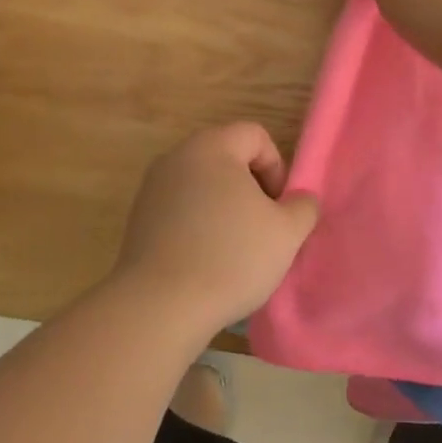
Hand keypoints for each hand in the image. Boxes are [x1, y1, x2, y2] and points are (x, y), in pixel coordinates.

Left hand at [109, 124, 320, 334]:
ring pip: (202, 185)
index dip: (276, 167)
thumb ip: (303, 206)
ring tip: (235, 248)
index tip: (278, 208)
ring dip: (224, 208)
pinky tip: (206, 261)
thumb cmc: (231, 257)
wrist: (161, 306)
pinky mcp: (138, 219)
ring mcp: (152, 188)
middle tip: (262, 227)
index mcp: (211, 147)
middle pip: (226, 157)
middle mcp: (176, 157)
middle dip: (250, 188)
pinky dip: (198, 225)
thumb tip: (298, 200)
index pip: (255, 136)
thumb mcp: (287, 232)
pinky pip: (180, 209)